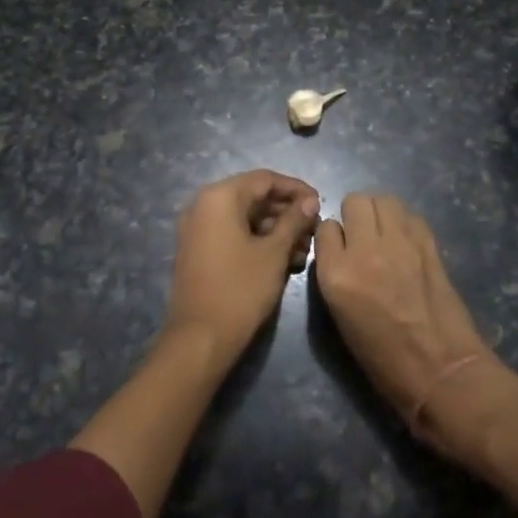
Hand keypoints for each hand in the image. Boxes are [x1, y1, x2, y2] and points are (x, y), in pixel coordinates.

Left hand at [168, 170, 319, 360]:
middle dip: (286, 212)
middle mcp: (203, 205)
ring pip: (244, 217)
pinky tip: (284, 259)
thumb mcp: (274, 252)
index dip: (296, 189)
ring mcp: (198, 228)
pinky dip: (257, 240)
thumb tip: (310, 200)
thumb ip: (294, 220)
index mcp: (219, 197)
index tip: (320, 202)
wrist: (201, 338)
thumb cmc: (241, 289)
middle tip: (314, 229)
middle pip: (253, 197)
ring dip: (275, 229)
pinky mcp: (198, 250)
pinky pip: (232, 233)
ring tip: (304, 249)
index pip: (264, 179)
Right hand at [314, 194, 495, 440]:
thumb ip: (336, 274)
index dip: (332, 236)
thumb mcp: (341, 316)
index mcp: (336, 274)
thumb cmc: (383, 358)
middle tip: (362, 235)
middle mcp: (365, 250)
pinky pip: (411, 216)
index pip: (325, 228)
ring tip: (384, 232)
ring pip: (385, 199)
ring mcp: (400, 244)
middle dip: (355, 214)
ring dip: (380, 212)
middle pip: (355, 201)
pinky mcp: (429, 246)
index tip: (339, 248)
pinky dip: (405, 223)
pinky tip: (407, 242)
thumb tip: (341, 250)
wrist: (439, 370)